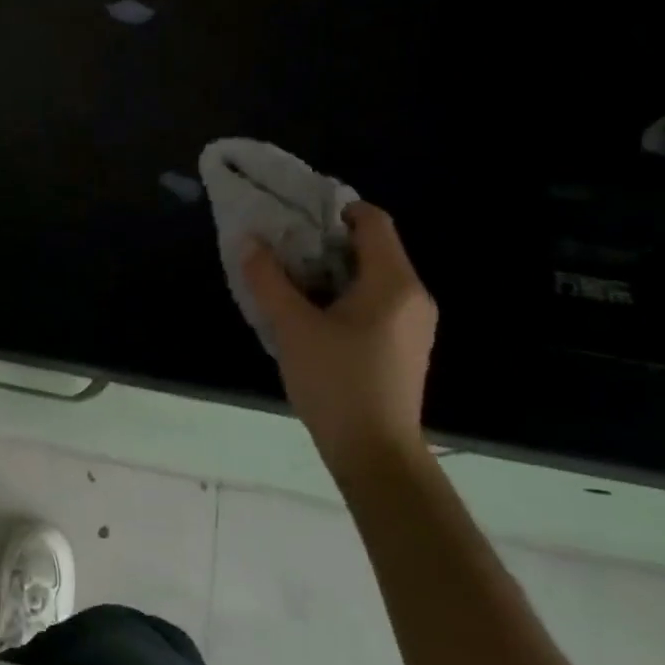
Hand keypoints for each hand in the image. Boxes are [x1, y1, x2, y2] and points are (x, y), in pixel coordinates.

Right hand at [241, 201, 436, 475]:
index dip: (336, 209)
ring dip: (333, 273)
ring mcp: (415, 324)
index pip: (374, 220)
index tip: (296, 220)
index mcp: (394, 282)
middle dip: (326, 244)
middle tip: (284, 252)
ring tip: (292, 285)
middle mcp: (413, 296)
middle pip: (373, 248)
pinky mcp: (406, 347)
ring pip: (373, 278)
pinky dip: (346, 297)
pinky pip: (377, 303)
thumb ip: (268, 280)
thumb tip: (249, 241)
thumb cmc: (336, 382)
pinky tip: (314, 319)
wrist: (375, 454)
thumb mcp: (291, 327)